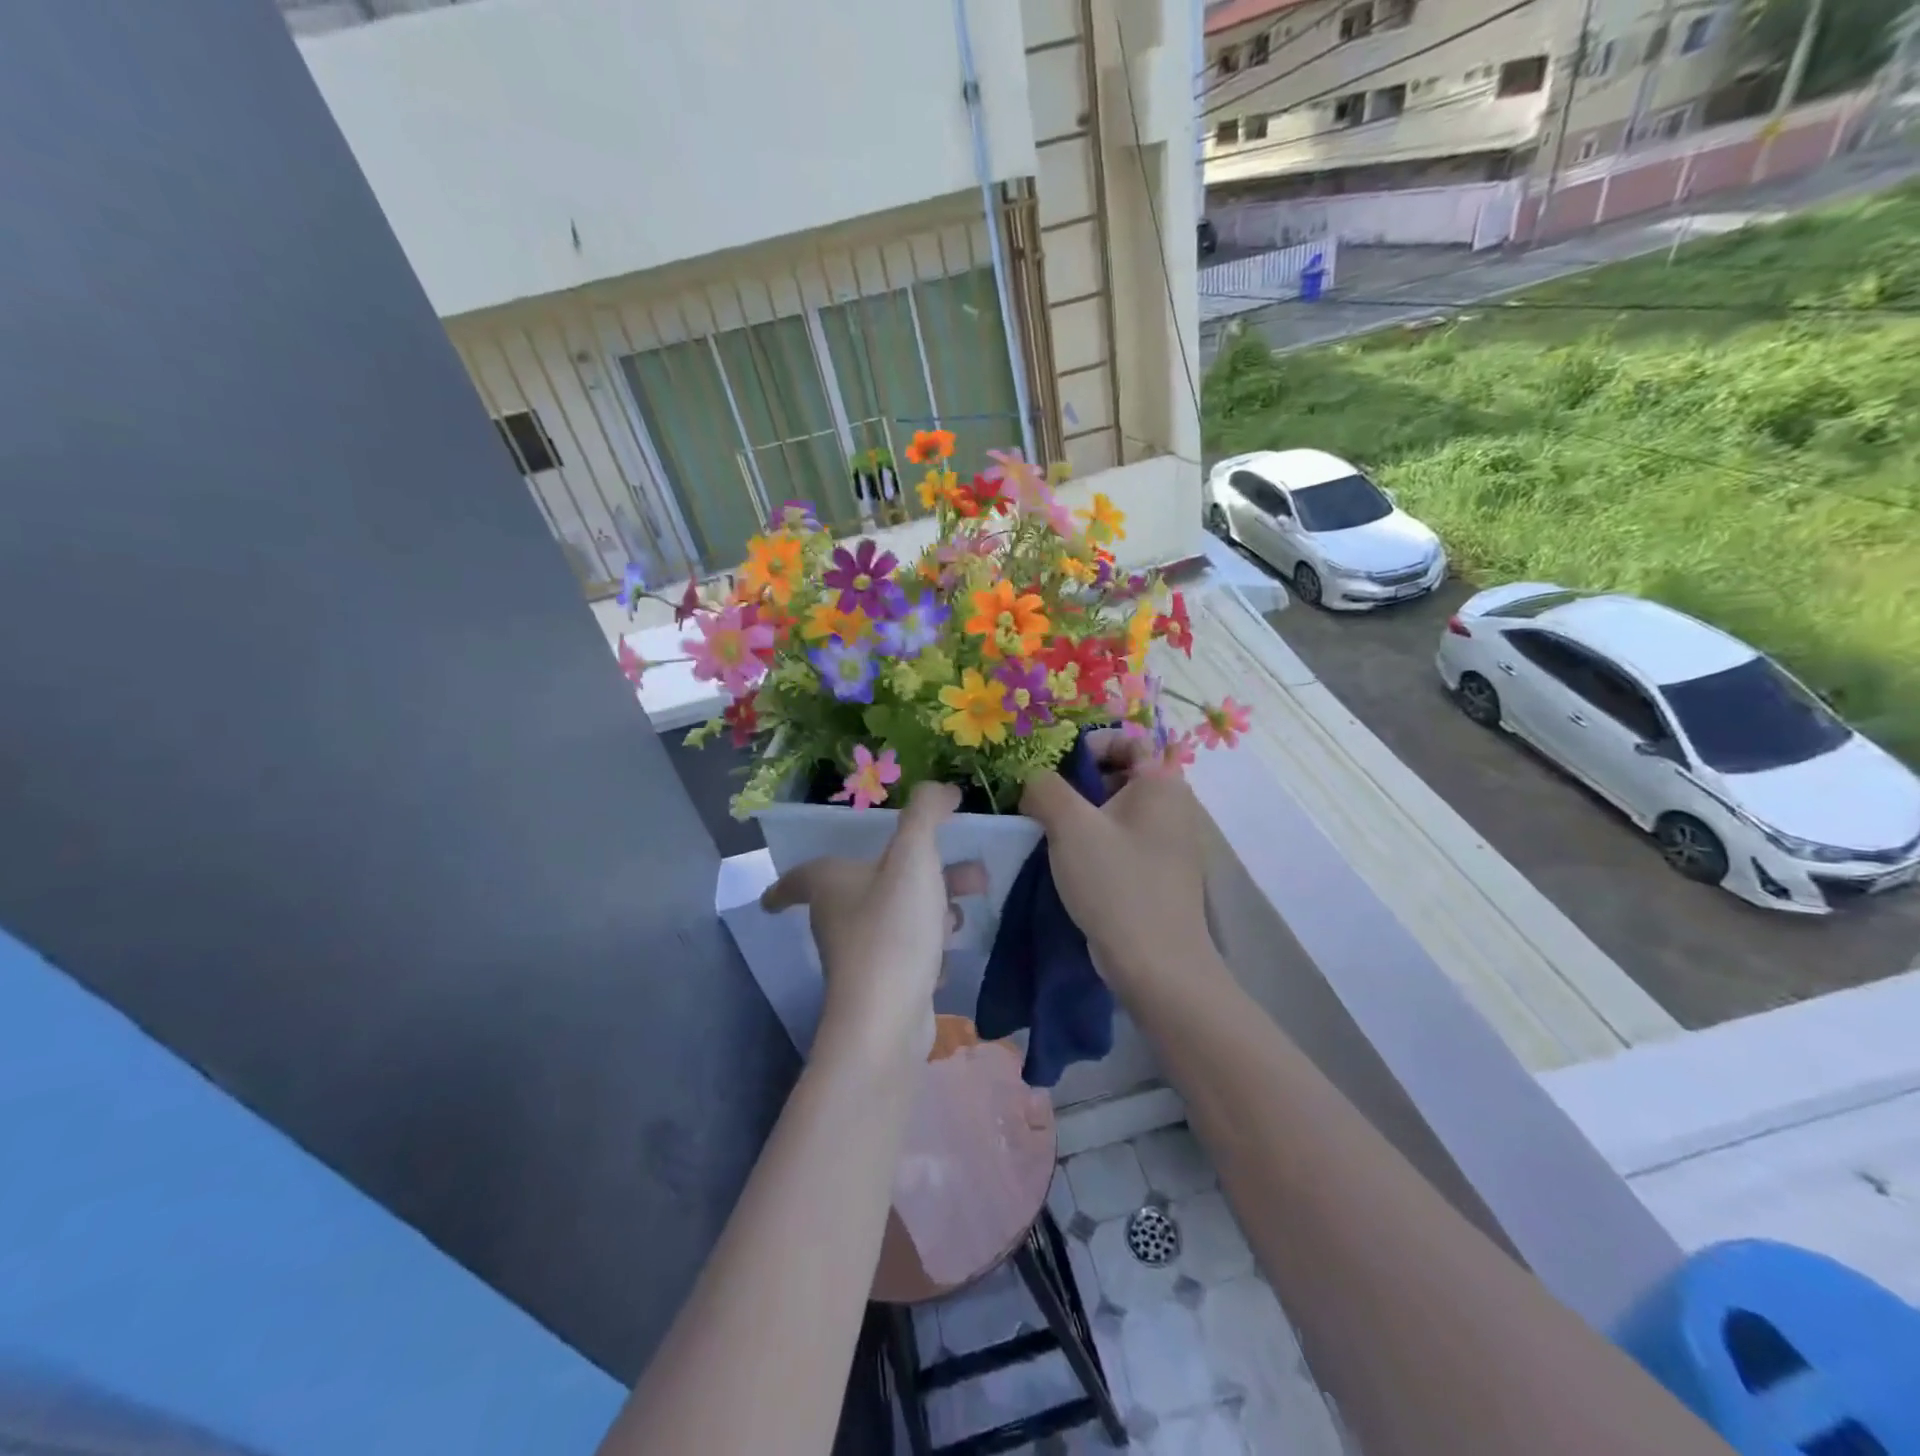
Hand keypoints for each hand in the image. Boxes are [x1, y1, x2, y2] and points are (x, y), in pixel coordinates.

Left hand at [761, 782, 984, 1062]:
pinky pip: (909, 954)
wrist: (889, 1018)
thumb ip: (926, 815)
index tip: (775, 896)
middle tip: (963, 870)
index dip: (788, 881)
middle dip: (919, 874)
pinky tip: (951, 954)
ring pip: (897, 917)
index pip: (798, 878)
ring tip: (970, 904)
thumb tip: (941, 788)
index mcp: (830, 884)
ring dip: (934, 907)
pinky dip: (930, 948)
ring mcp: (861, 956)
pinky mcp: (884, 986)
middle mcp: (838, 919)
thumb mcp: (913, 858)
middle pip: (873, 886)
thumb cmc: (892, 928)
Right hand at [1020, 731, 1213, 992]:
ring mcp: (1166, 841)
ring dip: (1080, 814)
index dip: (1089, 744)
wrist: (1156, 964)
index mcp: (1161, 783)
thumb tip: (1031, 777)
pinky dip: (1094, 841)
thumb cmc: (1116, 883)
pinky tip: (1067, 861)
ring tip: (1048, 833)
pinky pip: (1120, 839)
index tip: (1056, 769)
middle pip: (1118, 772)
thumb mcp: (1070, 825)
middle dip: (1077, 782)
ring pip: (1115, 809)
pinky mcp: (1156, 871)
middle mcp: (1171, 805)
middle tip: (1043, 803)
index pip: (1127, 738)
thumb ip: (1044, 787)